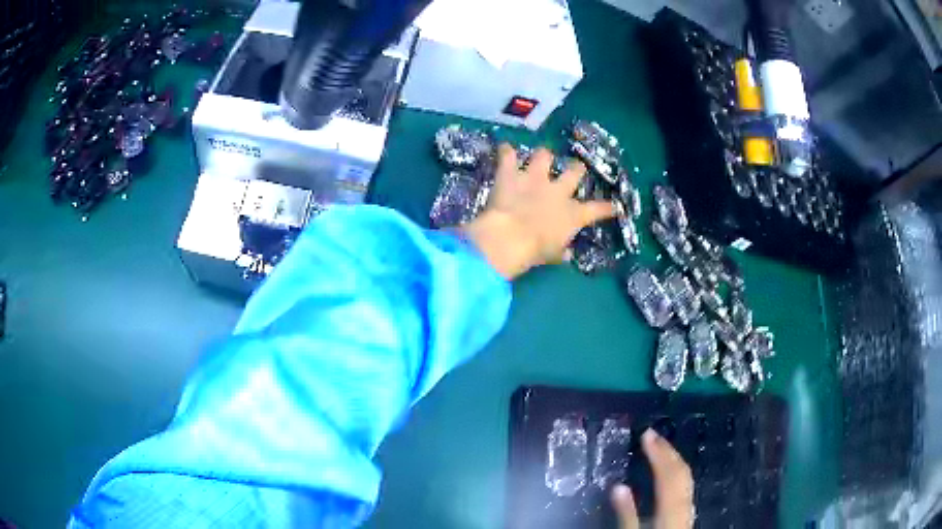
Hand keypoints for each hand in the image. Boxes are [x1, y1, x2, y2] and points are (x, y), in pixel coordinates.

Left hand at [459, 144, 614, 279]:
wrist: (510, 237)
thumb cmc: (535, 251)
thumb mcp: (552, 255)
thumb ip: (561, 252)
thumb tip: (567, 255)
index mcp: (573, 214)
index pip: (597, 209)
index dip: (607, 208)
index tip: (614, 206)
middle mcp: (557, 191)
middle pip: (574, 171)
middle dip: (576, 168)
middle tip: (575, 167)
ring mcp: (534, 178)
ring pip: (544, 156)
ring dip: (543, 156)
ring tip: (540, 157)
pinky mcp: (511, 174)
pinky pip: (508, 156)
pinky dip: (506, 152)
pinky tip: (505, 148)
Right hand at [611, 429, 694, 528]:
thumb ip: (626, 512)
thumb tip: (617, 487)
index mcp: (671, 506)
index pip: (667, 473)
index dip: (657, 451)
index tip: (646, 433)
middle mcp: (684, 501)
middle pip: (680, 471)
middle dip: (667, 450)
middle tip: (654, 433)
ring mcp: (689, 506)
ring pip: (686, 477)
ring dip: (674, 458)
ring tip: (662, 446)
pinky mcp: (688, 512)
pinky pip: (686, 484)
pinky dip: (678, 471)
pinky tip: (671, 471)